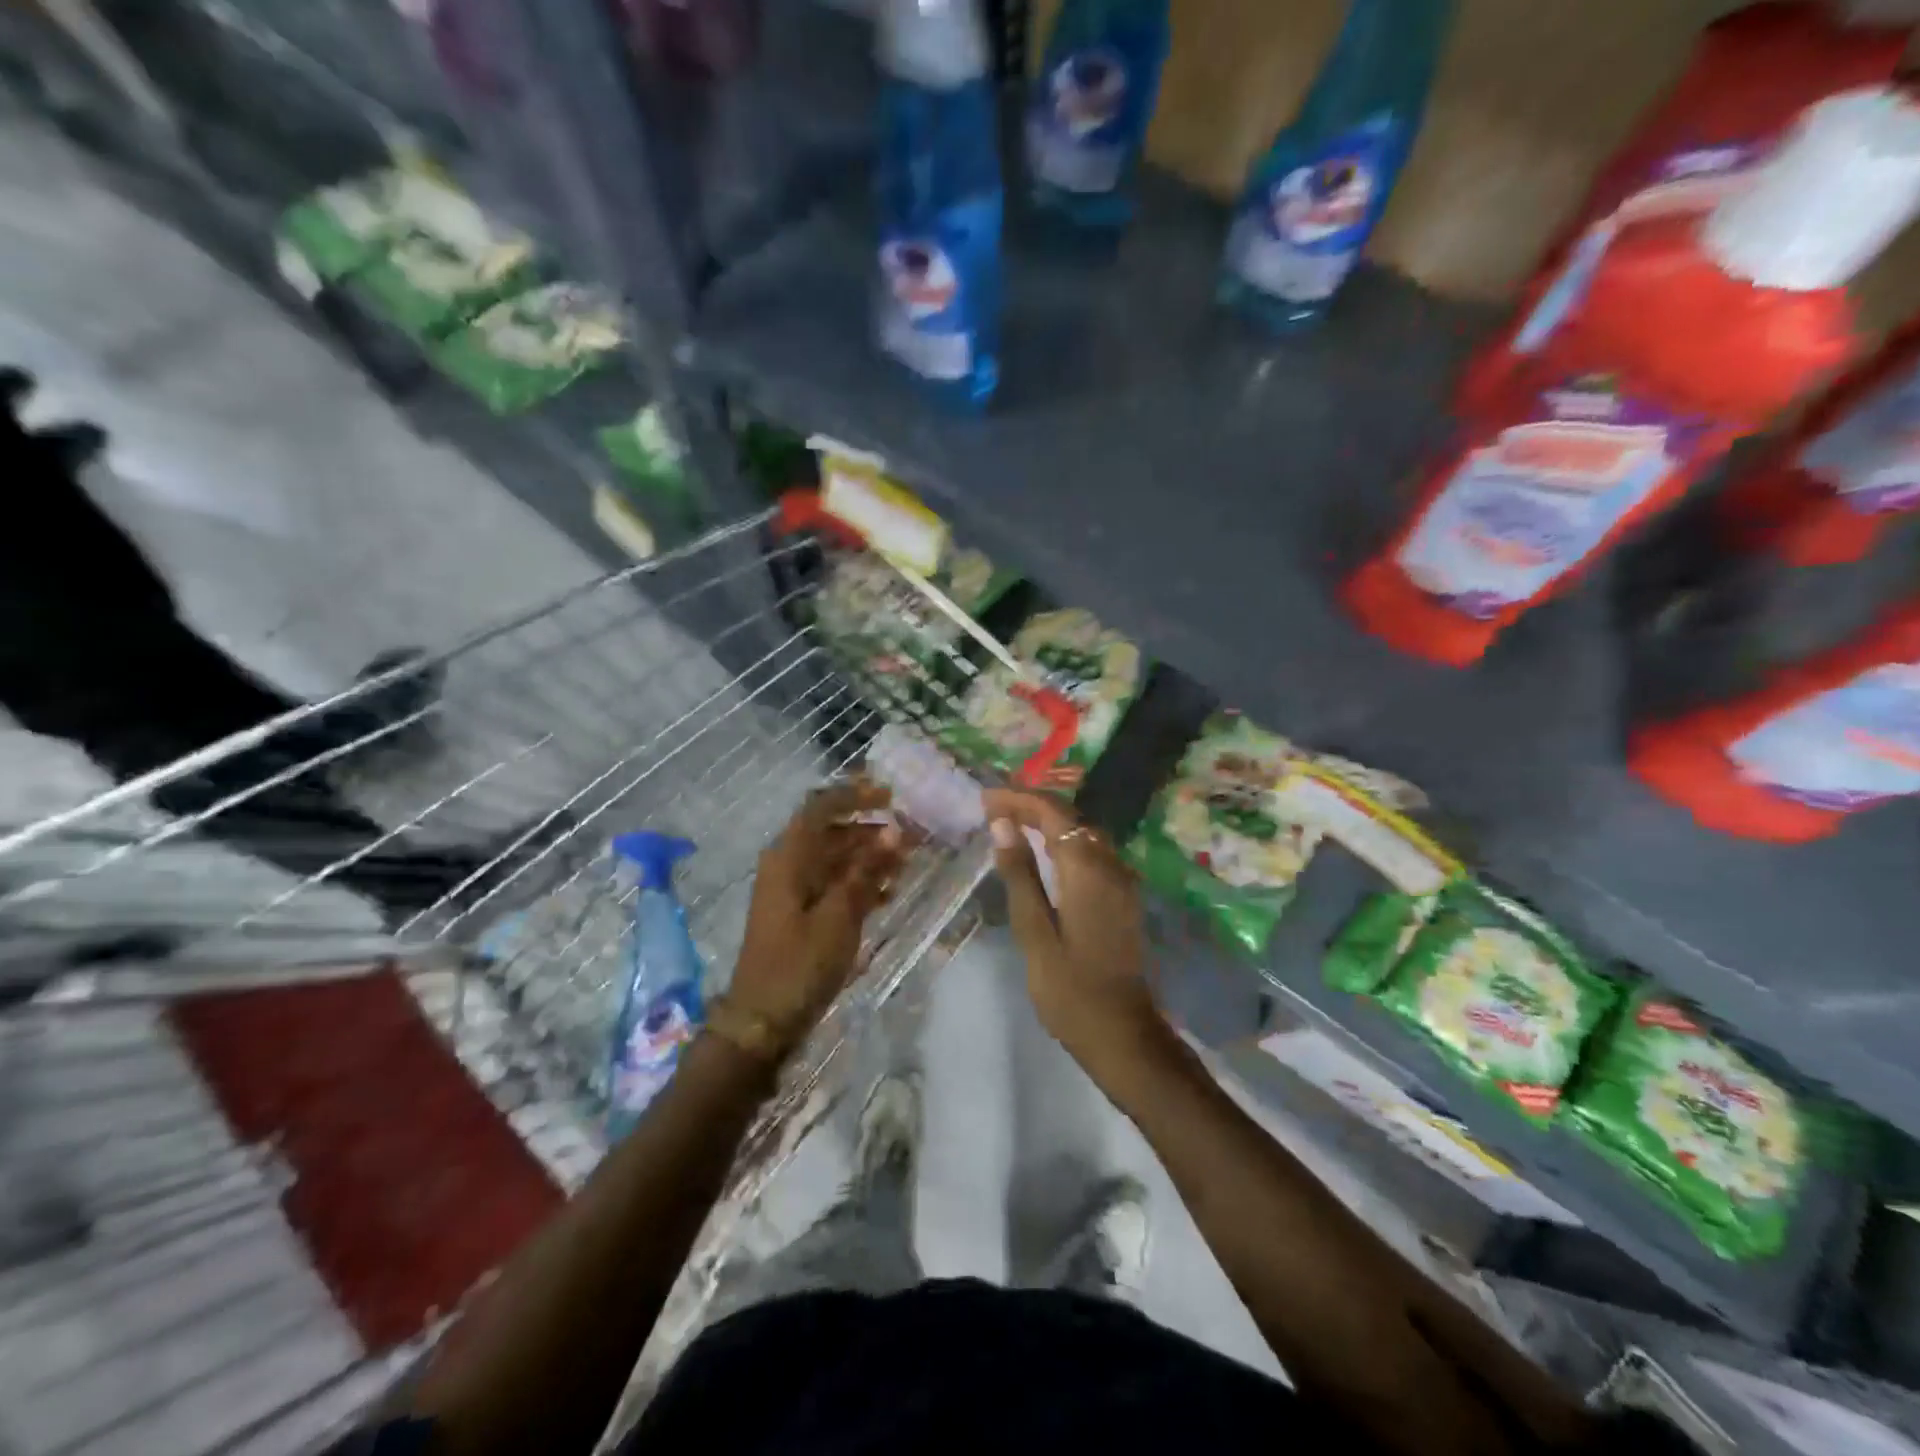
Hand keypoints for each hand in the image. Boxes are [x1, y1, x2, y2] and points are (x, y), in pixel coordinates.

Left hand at [730, 779, 904, 1053]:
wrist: (763, 1020)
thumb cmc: (800, 963)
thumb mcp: (839, 916)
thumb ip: (866, 871)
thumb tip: (894, 831)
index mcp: (789, 857)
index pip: (821, 807)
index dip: (855, 795)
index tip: (890, 796)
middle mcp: (788, 865)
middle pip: (831, 832)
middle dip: (871, 830)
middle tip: (911, 835)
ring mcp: (792, 890)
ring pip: (835, 859)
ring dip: (869, 857)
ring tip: (907, 864)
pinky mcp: (800, 913)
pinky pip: (832, 884)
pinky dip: (859, 883)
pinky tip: (888, 894)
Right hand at [983, 790, 1159, 1057]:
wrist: (1122, 1033)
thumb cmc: (1070, 989)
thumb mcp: (1034, 931)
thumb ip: (1020, 874)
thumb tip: (1002, 825)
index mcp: (1087, 870)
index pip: (1052, 813)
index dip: (1018, 799)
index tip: (985, 799)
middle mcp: (1111, 865)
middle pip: (1070, 817)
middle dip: (1031, 805)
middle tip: (992, 808)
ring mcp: (1122, 880)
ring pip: (1083, 832)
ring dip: (1048, 821)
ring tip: (1010, 822)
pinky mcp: (1123, 896)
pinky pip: (1092, 852)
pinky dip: (1064, 841)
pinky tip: (1042, 851)